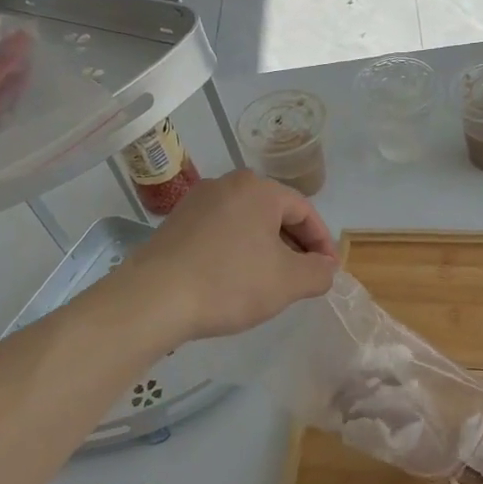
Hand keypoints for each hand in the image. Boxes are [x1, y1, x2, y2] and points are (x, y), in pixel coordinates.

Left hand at [121, 170, 337, 342]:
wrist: (153, 298)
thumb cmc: (229, 283)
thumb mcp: (288, 282)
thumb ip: (318, 272)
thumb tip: (324, 268)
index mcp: (258, 189)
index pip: (304, 210)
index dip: (322, 243)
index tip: (329, 271)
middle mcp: (226, 184)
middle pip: (274, 213)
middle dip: (294, 245)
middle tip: (304, 277)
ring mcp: (196, 202)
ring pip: (246, 223)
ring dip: (266, 249)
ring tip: (272, 282)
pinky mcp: (175, 223)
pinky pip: (220, 232)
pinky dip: (237, 251)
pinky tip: (235, 280)